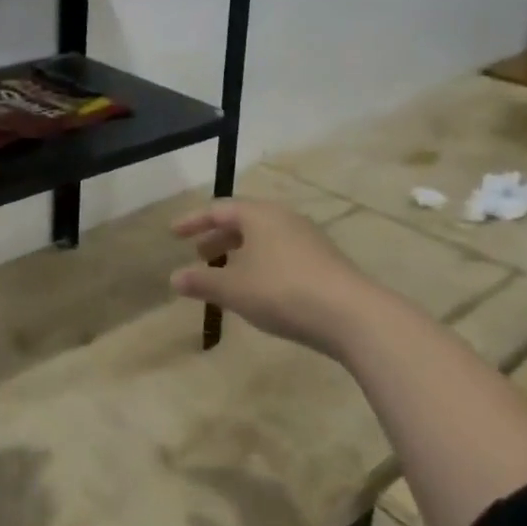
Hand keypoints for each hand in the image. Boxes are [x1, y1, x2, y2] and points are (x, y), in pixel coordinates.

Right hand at [169, 199, 367, 354]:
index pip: (218, 209)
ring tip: (226, 275)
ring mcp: (308, 239)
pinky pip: (282, 253)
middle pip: (243, 221)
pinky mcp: (325, 262)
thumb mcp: (234, 289)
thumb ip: (202, 281)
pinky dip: (261, 263)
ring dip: (240, 253)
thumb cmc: (283, 291)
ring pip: (264, 238)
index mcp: (259, 215)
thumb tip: (174, 278)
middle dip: (218, 237)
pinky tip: (259, 289)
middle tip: (199, 254)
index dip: (193, 221)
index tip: (174, 234)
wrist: (352, 315)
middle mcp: (284, 218)